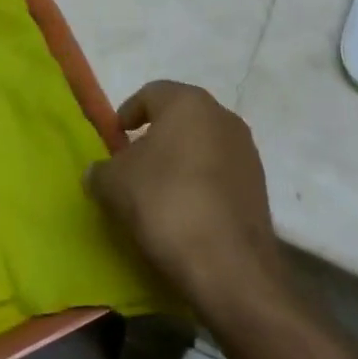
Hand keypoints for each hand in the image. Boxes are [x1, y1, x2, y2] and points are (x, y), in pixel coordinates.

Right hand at [86, 81, 285, 315]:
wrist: (229, 266)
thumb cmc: (165, 203)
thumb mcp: (114, 184)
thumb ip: (101, 170)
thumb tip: (98, 172)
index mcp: (188, 103)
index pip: (151, 93)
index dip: (128, 112)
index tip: (115, 138)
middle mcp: (223, 117)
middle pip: (181, 118)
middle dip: (156, 137)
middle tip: (133, 163)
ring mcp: (247, 152)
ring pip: (203, 145)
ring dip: (180, 161)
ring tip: (159, 191)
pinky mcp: (259, 187)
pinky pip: (220, 174)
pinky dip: (201, 183)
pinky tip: (185, 211)